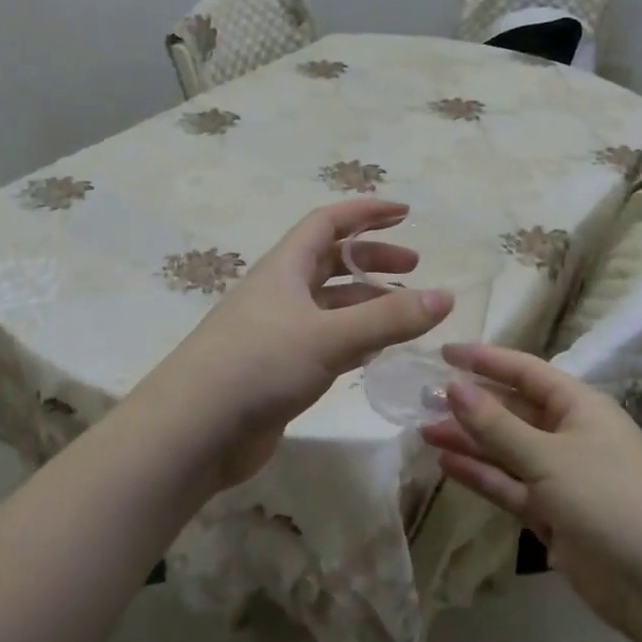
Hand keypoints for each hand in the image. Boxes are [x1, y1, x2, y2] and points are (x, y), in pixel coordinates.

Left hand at [152, 199, 452, 488]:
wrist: (195, 429)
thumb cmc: (259, 365)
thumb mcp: (330, 336)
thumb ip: (389, 318)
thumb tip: (445, 296)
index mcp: (285, 267)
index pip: (328, 223)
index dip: (366, 212)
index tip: (405, 213)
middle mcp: (280, 292)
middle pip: (330, 261)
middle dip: (372, 258)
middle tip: (414, 267)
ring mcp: (276, 332)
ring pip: (329, 304)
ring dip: (365, 301)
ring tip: (405, 312)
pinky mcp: (277, 369)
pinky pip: (323, 341)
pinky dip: (353, 339)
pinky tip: (376, 352)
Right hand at [420, 344, 641, 637]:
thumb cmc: (610, 498)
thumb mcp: (547, 455)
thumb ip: (496, 424)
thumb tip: (453, 385)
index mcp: (579, 406)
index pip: (524, 371)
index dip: (485, 359)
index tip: (442, 353)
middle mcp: (569, 434)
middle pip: (512, 410)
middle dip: (471, 403)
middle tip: (422, 398)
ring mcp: (561, 476)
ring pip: (506, 449)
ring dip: (469, 440)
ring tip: (424, 430)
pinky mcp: (553, 514)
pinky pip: (509, 486)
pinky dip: (481, 475)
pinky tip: (446, 463)